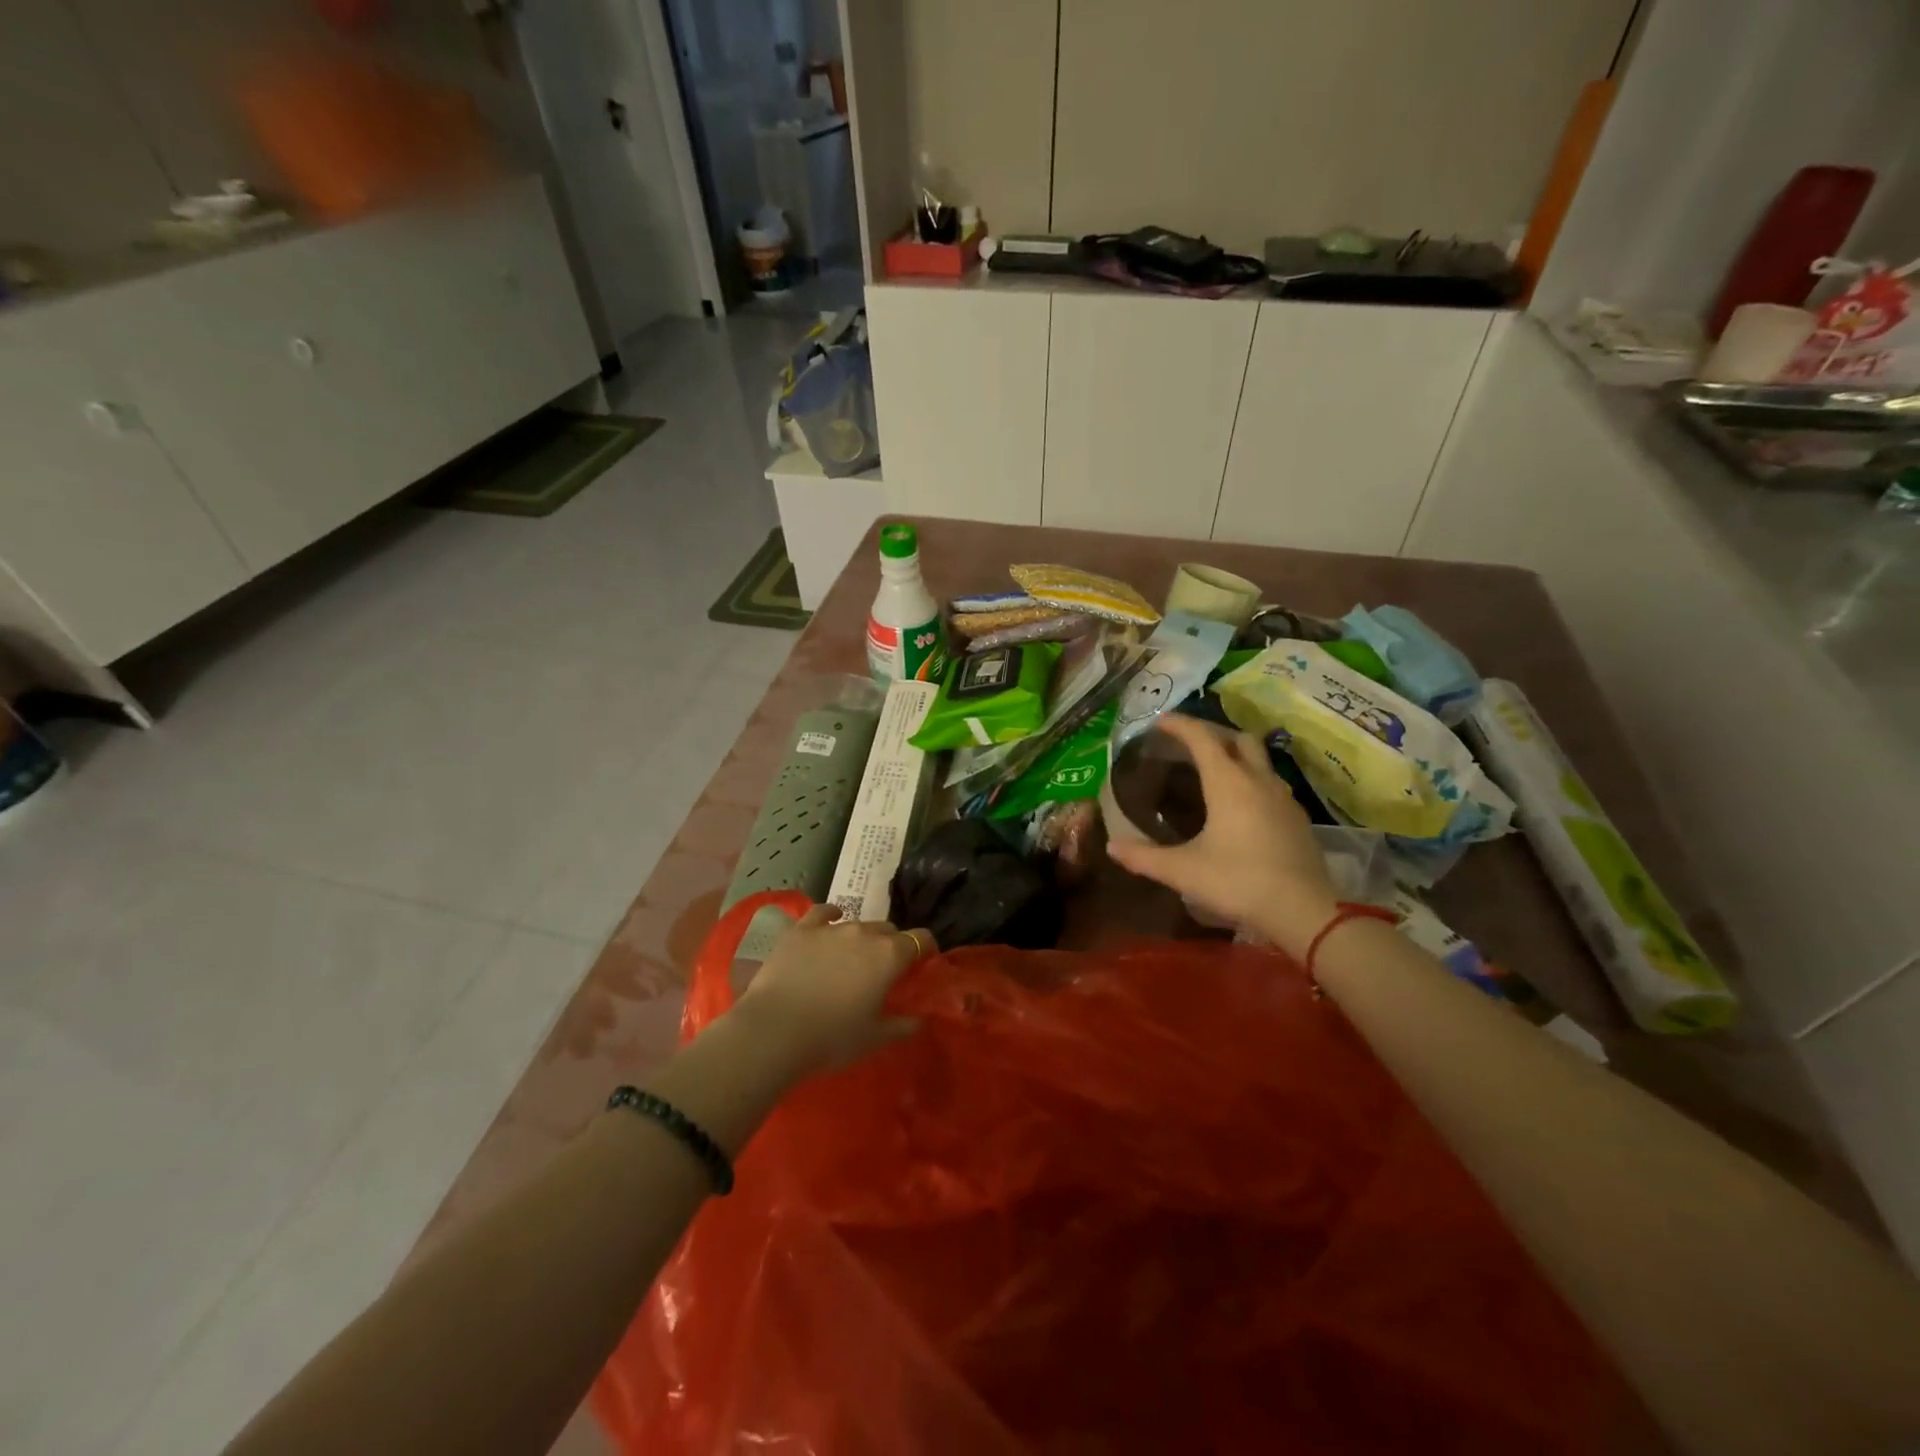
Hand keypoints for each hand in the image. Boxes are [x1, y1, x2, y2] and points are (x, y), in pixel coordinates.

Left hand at [729, 904, 933, 1076]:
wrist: (775, 1031)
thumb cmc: (832, 1038)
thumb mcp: (874, 1039)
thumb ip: (901, 1026)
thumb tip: (920, 1020)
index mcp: (889, 956)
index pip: (920, 939)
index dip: (925, 948)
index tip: (923, 962)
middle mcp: (865, 933)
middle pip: (888, 929)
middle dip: (891, 944)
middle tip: (884, 968)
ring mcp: (831, 928)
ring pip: (857, 923)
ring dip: (862, 937)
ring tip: (853, 956)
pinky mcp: (801, 930)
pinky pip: (822, 912)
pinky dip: (830, 915)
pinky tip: (831, 918)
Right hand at [1106, 715, 1339, 955]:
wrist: (1305, 912)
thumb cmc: (1238, 882)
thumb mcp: (1183, 871)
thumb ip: (1144, 857)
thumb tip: (1111, 845)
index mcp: (1228, 783)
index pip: (1202, 738)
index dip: (1179, 725)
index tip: (1159, 721)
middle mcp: (1258, 780)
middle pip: (1238, 739)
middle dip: (1212, 733)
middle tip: (1188, 743)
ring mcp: (1283, 798)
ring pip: (1259, 760)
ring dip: (1236, 754)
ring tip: (1213, 770)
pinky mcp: (1297, 818)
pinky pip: (1270, 783)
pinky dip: (1251, 779)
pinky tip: (1241, 804)